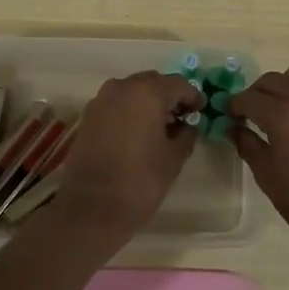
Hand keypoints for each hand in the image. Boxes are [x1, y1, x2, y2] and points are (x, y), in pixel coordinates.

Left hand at [54, 71, 201, 241]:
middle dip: (168, 97)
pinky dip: (129, 111)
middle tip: (181, 119)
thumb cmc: (140, 182)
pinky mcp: (88, 116)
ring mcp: (101, 100)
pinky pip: (115, 104)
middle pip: (153, 82)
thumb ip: (186, 134)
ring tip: (159, 128)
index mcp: (147, 93)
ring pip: (132, 91)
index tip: (200, 112)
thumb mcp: (173, 158)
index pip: (179, 84)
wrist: (91, 208)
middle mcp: (122, 87)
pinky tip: (136, 134)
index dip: (193, 97)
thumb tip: (187, 124)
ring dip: (147, 102)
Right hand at [228, 65, 288, 257]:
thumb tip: (234, 127)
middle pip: (273, 79)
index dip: (234, 105)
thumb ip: (247, 144)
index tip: (230, 115)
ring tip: (281, 111)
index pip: (249, 97)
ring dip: (283, 87)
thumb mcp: (267, 176)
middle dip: (257, 93)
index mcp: (284, 115)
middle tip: (252, 113)